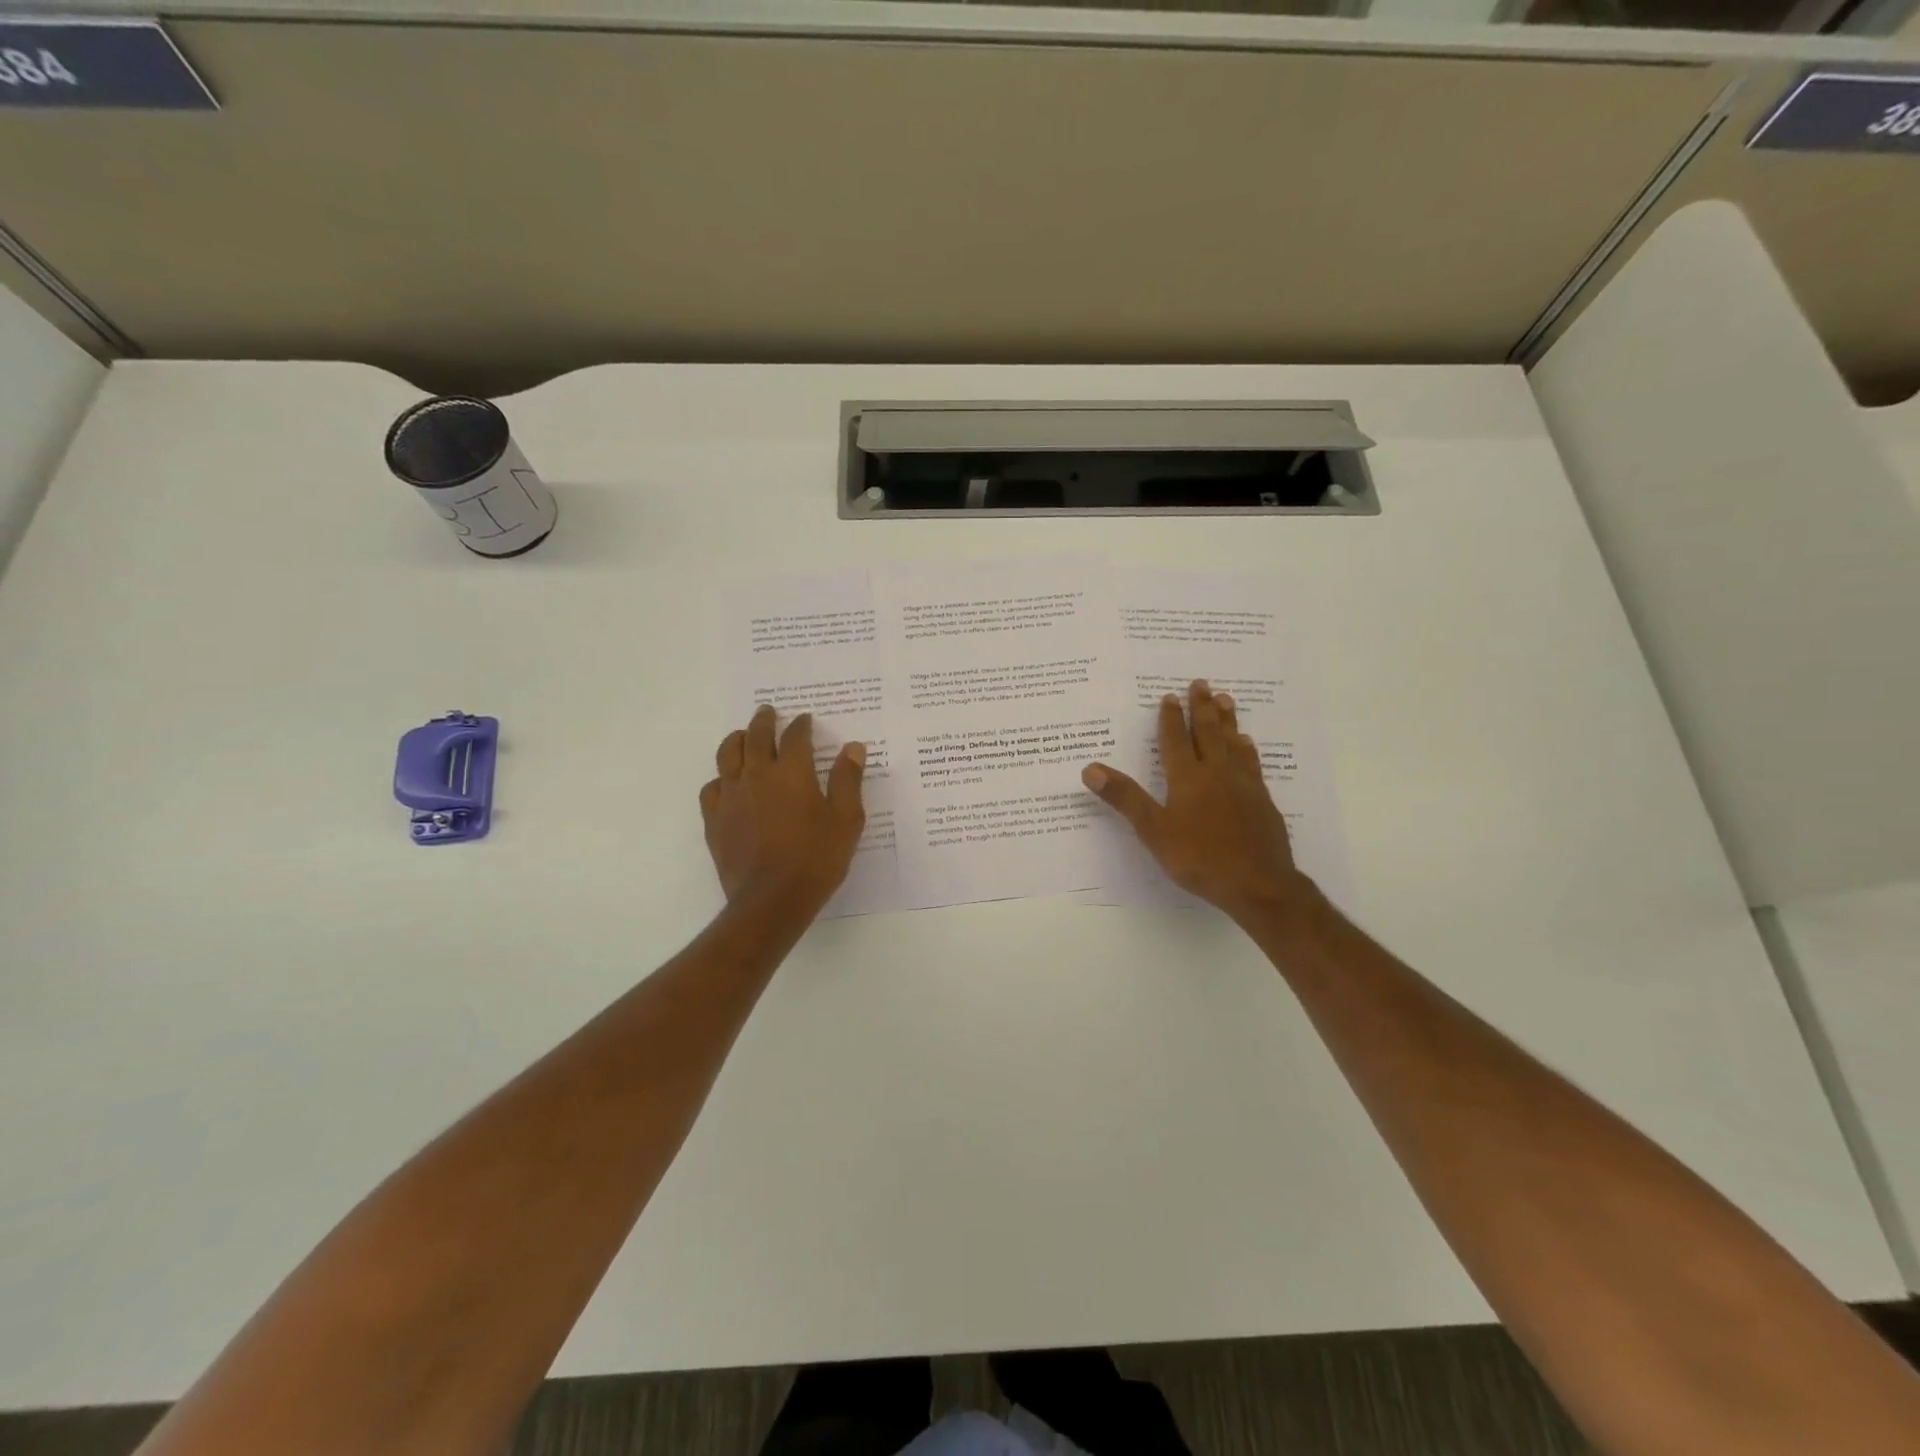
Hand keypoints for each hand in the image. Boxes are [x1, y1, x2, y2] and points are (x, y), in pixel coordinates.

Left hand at [700, 706, 866, 915]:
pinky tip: (726, 783)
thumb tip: (853, 747)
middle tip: (768, 712)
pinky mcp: (714, 820)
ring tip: (742, 735)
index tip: (805, 719)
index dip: (801, 725)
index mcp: (792, 773)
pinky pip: (712, 788)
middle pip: (756, 736)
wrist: (771, 900)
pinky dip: (720, 778)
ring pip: (728, 755)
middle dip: (764, 721)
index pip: (795, 736)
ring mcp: (731, 797)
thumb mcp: (846, 820)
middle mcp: (757, 776)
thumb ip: (848, 780)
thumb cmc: (816, 859)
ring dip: (736, 740)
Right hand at [1082, 680, 1315, 924]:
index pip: (1175, 741)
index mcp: (1187, 778)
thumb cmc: (1199, 857)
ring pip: (1233, 743)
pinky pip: (1252, 763)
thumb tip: (1090, 768)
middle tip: (1201, 683)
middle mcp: (1216, 773)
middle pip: (1208, 733)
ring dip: (1227, 720)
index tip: (1170, 696)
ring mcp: (1243, 785)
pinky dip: (1246, 748)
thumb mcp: (1153, 830)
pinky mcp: (1262, 801)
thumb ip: (1124, 798)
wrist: (1257, 883)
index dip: (1170, 718)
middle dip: (1202, 707)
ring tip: (1225, 699)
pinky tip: (1247, 744)